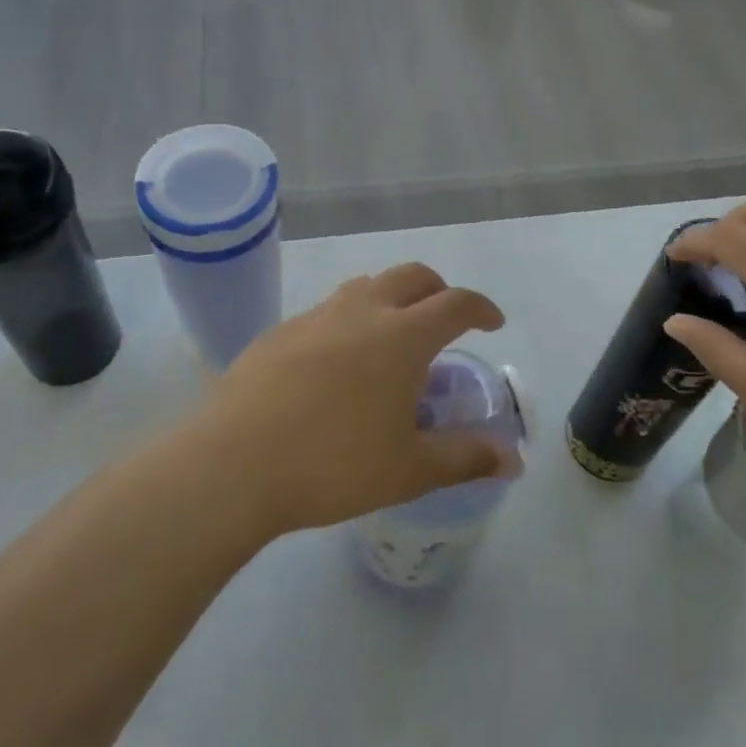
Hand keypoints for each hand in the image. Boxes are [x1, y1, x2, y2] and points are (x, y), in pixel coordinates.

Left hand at [199, 263, 511, 534]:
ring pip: (366, 286)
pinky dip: (348, 321)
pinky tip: (335, 364)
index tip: (492, 323)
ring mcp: (317, 315)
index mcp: (403, 336)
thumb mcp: (408, 470)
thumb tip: (513, 459)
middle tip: (444, 321)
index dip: (481, 308)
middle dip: (438, 290)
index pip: (456, 303)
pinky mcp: (280, 330)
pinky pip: (327, 311)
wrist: (232, 465)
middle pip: (413, 276)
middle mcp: (364, 311)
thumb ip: (465, 459)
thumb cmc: (332, 465)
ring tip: (390, 336)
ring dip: (391, 298)